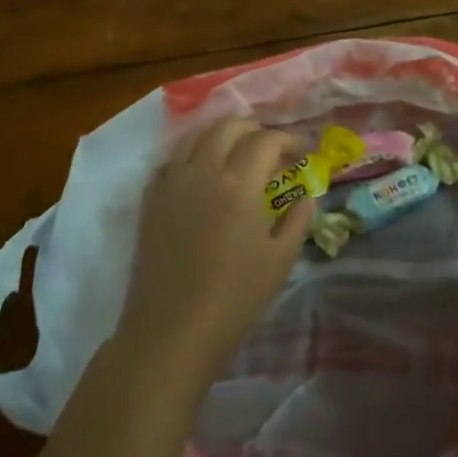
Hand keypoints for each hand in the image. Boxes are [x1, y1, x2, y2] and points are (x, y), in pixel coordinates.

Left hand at [116, 118, 312, 383]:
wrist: (172, 331)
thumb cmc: (235, 298)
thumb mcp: (281, 259)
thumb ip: (298, 218)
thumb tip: (307, 193)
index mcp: (239, 183)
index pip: (266, 140)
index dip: (289, 141)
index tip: (301, 154)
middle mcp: (203, 170)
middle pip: (228, 125)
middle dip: (254, 129)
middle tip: (270, 149)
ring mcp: (171, 181)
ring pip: (196, 135)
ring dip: (221, 135)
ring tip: (237, 153)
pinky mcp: (150, 197)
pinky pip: (173, 158)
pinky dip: (193, 154)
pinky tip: (203, 175)